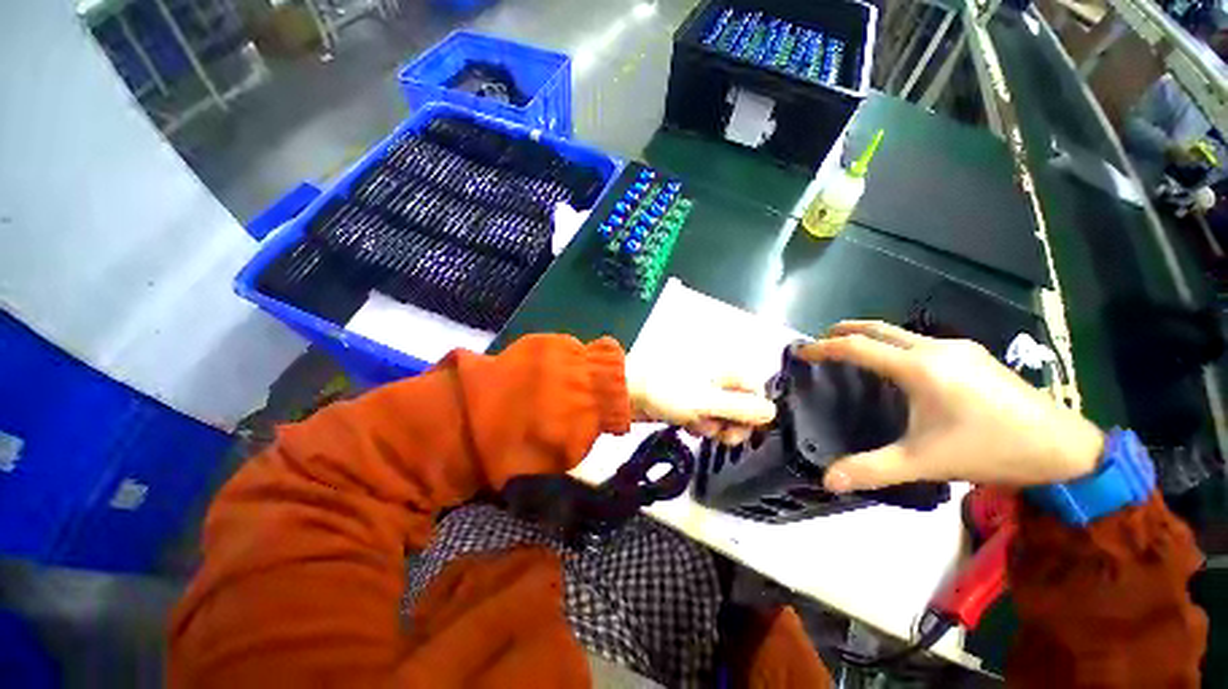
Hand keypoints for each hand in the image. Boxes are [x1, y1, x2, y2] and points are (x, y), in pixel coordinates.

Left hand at [628, 371, 775, 444]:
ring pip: (719, 414)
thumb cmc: (669, 392)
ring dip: (711, 425)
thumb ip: (741, 409)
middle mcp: (716, 379)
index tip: (741, 430)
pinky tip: (686, 425)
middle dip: (730, 423)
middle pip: (738, 405)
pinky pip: (701, 416)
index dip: (752, 413)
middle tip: (719, 435)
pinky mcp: (686, 401)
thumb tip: (773, 412)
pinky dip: (696, 423)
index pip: (754, 392)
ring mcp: (699, 390)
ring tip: (695, 425)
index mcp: (724, 371)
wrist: (628, 392)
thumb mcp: (708, 402)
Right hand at [798, 321, 1104, 492]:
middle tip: (822, 341)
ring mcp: (958, 349)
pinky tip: (902, 367)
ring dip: (873, 337)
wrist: (1064, 447)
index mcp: (918, 368)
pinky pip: (922, 342)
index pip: (858, 347)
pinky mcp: (974, 355)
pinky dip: (897, 346)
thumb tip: (827, 480)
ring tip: (856, 353)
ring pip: (902, 333)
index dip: (824, 347)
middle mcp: (935, 349)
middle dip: (845, 330)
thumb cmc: (989, 450)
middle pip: (879, 328)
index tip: (802, 351)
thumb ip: (873, 469)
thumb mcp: (925, 462)